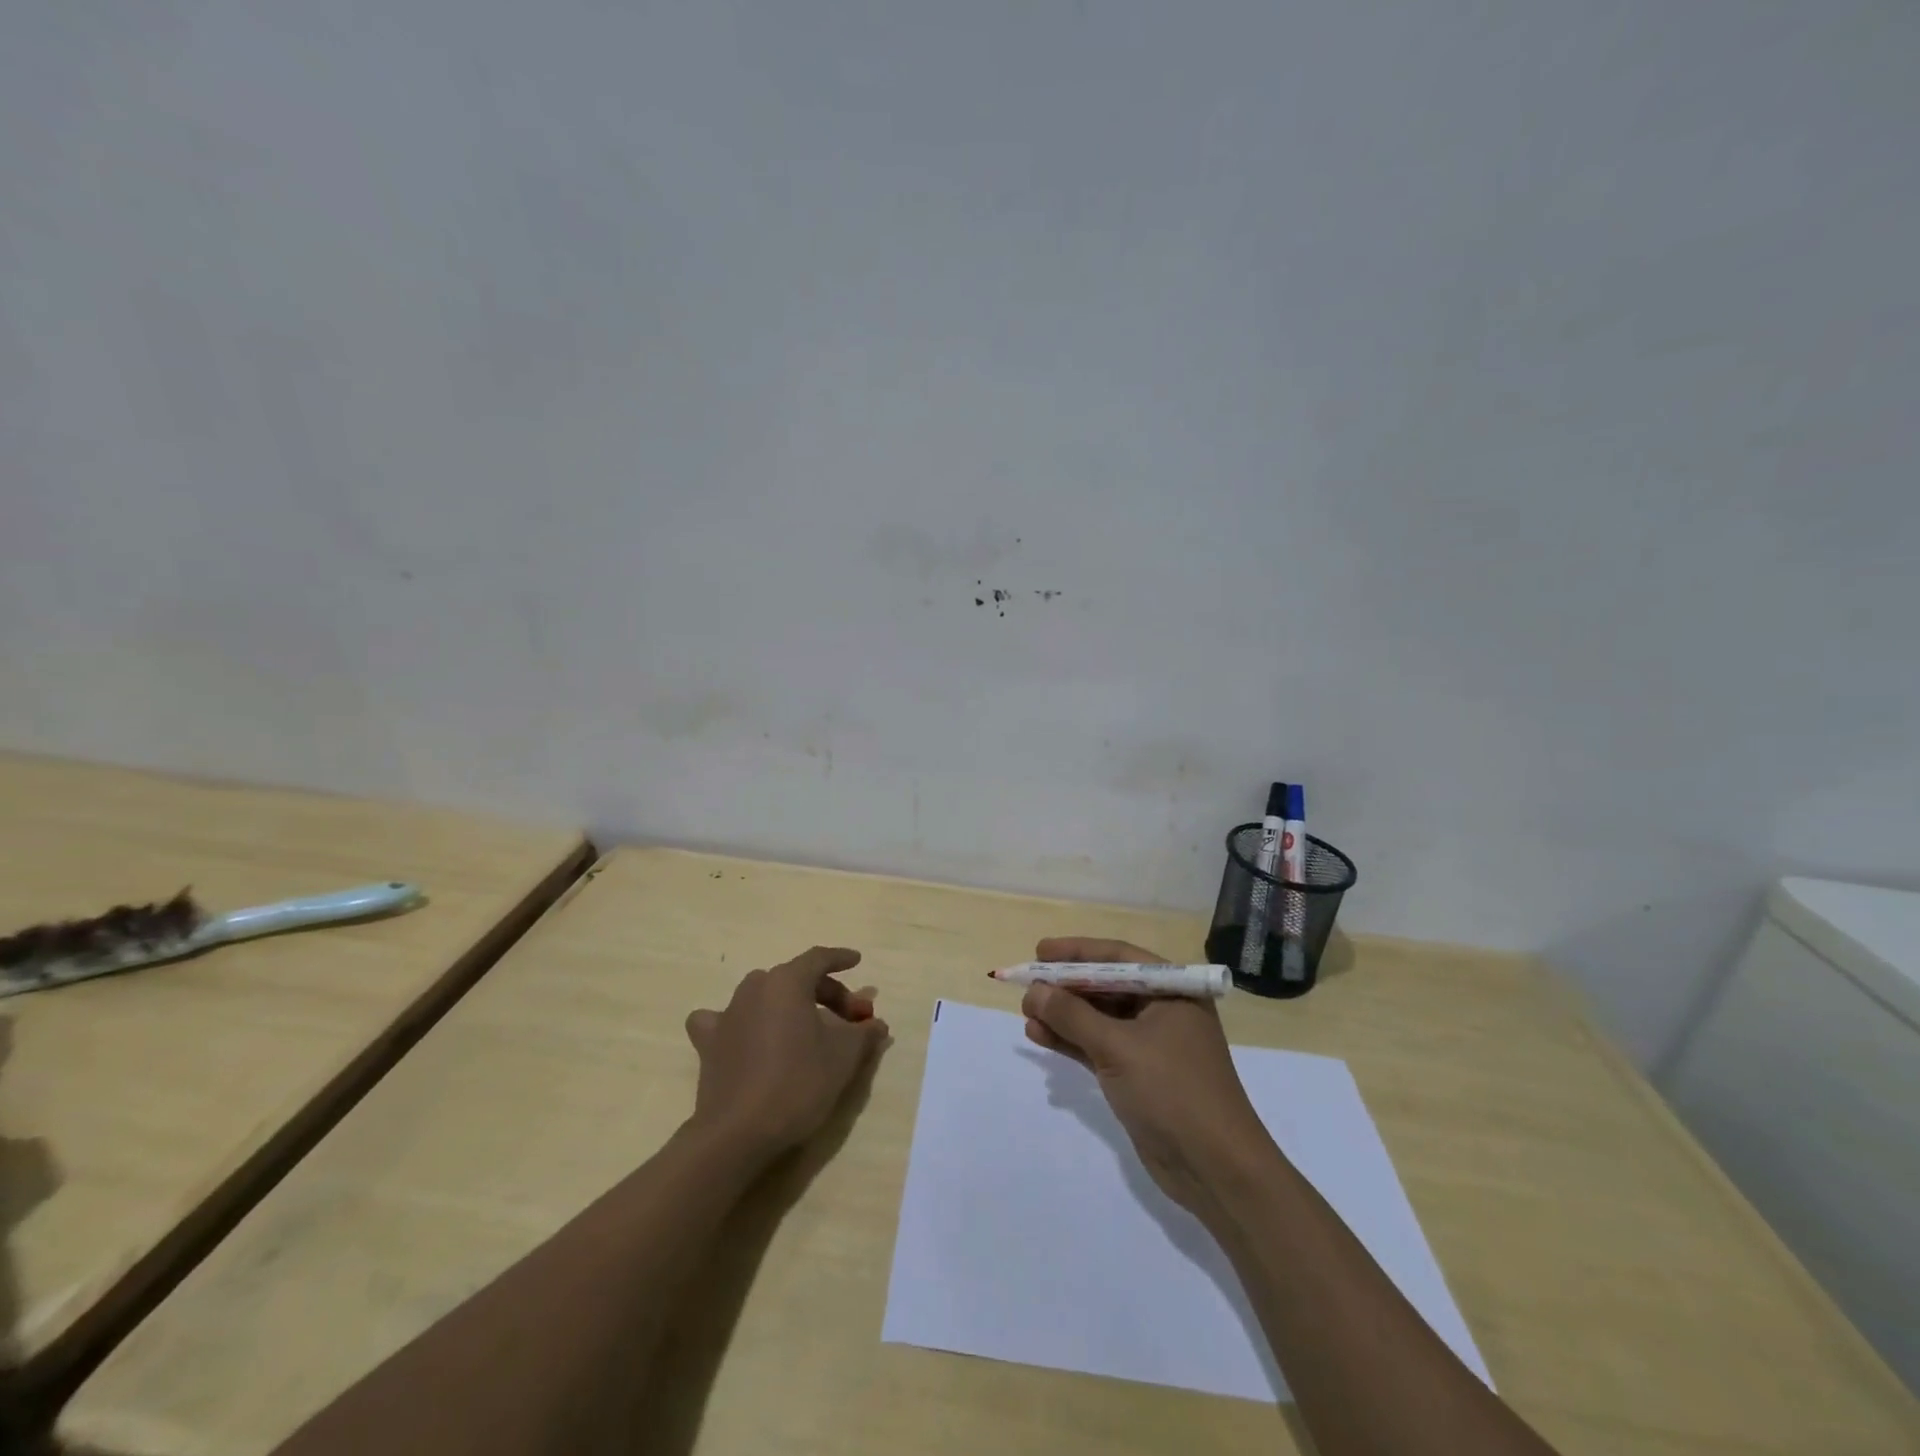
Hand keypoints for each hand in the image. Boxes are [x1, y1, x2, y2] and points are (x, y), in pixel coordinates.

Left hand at [685, 946, 889, 1157]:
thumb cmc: (798, 1082)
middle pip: (796, 979)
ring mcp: (728, 1014)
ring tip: (807, 1028)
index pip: (818, 958)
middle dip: (827, 994)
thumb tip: (876, 1024)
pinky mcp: (709, 1043)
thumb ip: (863, 1033)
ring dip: (789, 1006)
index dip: (841, 958)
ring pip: (765, 996)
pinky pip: (725, 1020)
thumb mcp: (844, 1056)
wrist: (738, 1132)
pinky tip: (746, 1036)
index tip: (857, 961)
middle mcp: (755, 988)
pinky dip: (741, 1022)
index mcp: (787, 982)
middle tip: (850, 1019)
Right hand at [1022, 937, 1271, 1214]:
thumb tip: (1034, 989)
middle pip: (1106, 986)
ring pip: (1099, 1018)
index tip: (1040, 951)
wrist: (1214, 1170)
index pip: (1119, 957)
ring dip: (1063, 1015)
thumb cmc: (1172, 1092)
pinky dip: (1071, 1041)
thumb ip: (1073, 1015)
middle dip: (1066, 986)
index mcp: (1172, 991)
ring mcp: (1150, 1045)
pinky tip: (1039, 1036)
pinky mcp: (1138, 1075)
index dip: (1077, 951)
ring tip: (1026, 1012)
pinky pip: (1098, 1046)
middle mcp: (1163, 1010)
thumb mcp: (1118, 1047)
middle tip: (1027, 984)